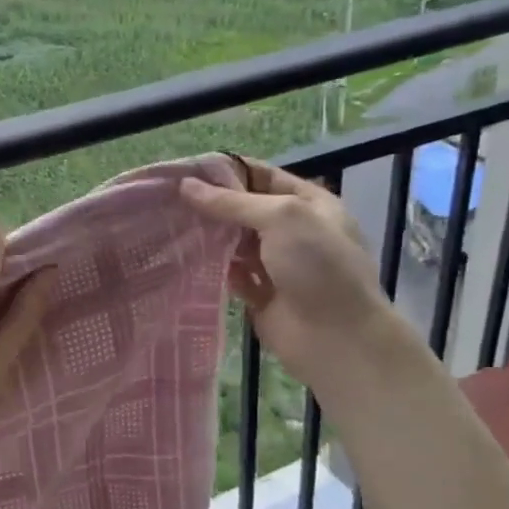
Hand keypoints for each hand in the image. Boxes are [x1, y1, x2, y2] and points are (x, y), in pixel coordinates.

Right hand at [180, 160, 394, 387]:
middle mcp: (295, 231)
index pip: (264, 176)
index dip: (229, 171)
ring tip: (170, 223)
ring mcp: (279, 264)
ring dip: (210, 234)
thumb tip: (186, 186)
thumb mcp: (281, 218)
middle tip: (170, 197)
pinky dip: (214, 266)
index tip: (187, 170)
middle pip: (246, 209)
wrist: (337, 338)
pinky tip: (187, 257)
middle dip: (213, 204)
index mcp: (310, 204)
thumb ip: (232, 202)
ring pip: (236, 242)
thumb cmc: (318, 266)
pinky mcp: (262, 294)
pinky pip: (233, 273)